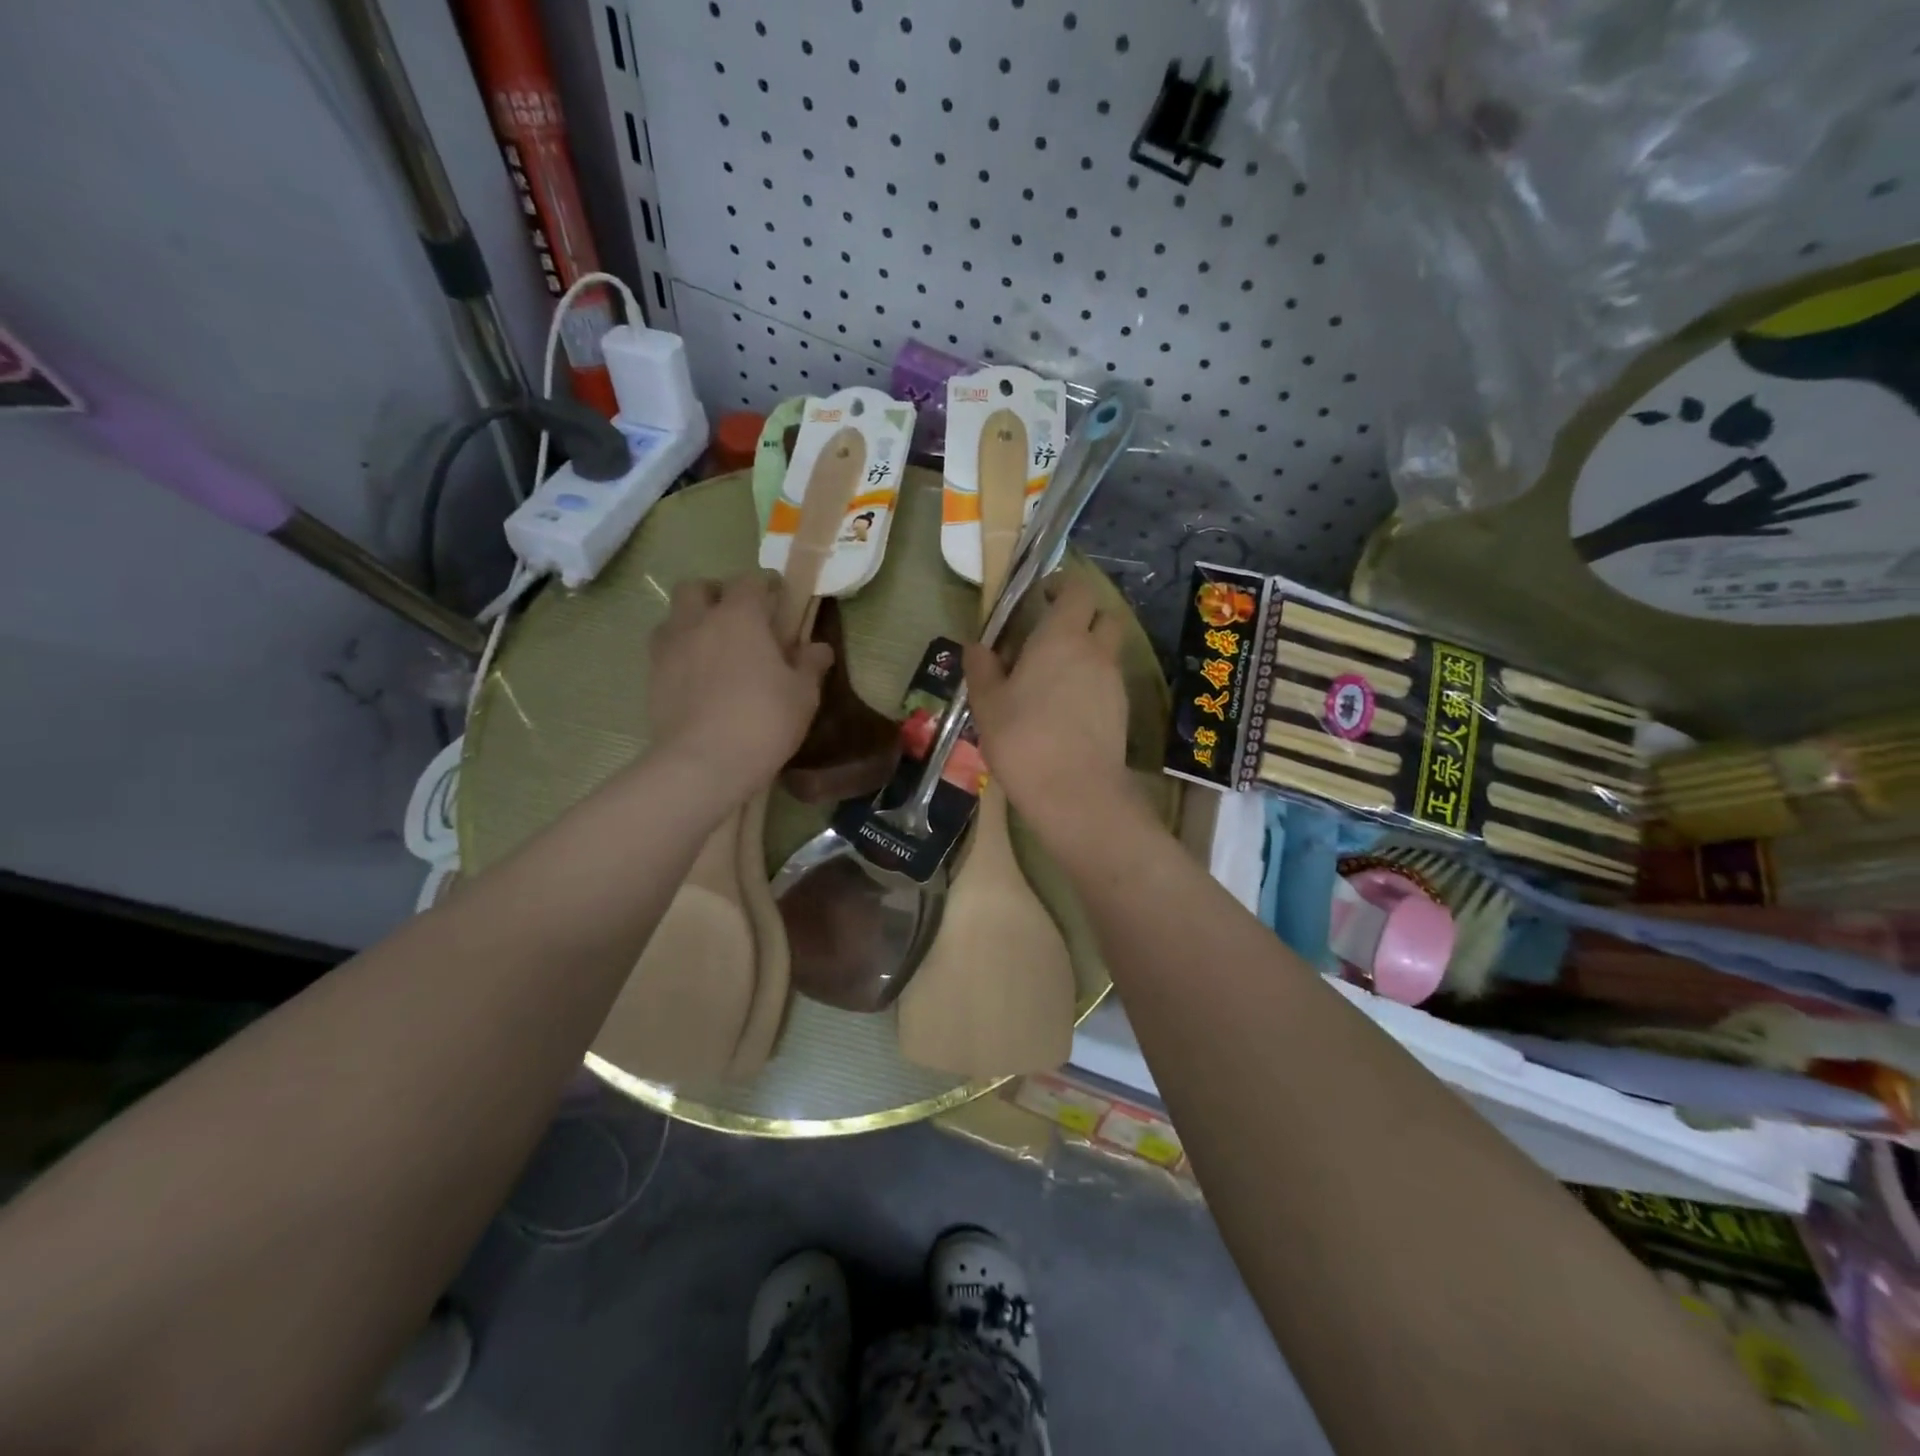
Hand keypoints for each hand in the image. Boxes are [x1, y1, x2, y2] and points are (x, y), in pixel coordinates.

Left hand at [647, 571, 831, 800]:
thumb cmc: (763, 721)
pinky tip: (697, 679)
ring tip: (712, 649)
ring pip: (674, 618)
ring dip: (692, 623)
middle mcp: (698, 622)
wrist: (703, 763)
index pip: (749, 581)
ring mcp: (669, 649)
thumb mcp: (803, 695)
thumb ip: (810, 665)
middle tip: (738, 620)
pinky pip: (664, 652)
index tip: (778, 602)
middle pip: (697, 588)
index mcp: (739, 616)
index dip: (765, 587)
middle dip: (716, 595)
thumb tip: (819, 647)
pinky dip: (680, 655)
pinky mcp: (652, 678)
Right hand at [964, 574, 1132, 834]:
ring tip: (1053, 678)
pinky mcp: (1122, 712)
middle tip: (1052, 635)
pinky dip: (1092, 683)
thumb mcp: (987, 702)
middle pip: (1104, 616)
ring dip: (1087, 653)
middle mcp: (1096, 651)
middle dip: (1083, 616)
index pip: (1076, 590)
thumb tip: (976, 645)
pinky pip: (1109, 682)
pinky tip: (1066, 709)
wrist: (1074, 793)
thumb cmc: (1023, 739)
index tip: (1040, 598)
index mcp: (1061, 637)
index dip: (1061, 586)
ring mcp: (1114, 682)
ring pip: (1107, 651)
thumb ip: (982, 667)